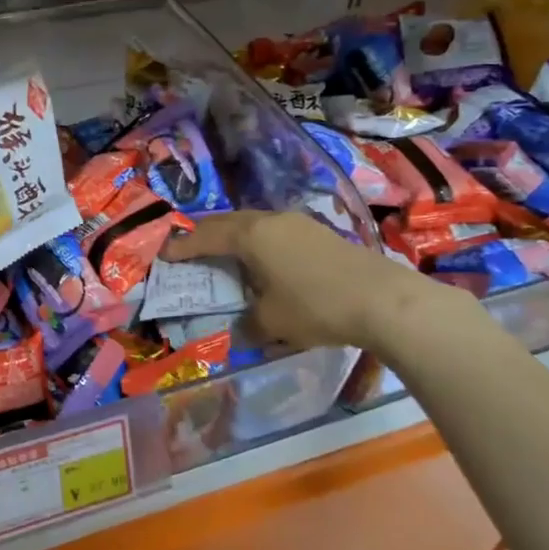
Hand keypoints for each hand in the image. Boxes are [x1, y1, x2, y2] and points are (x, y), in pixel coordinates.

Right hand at [161, 211, 452, 352]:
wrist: (384, 300)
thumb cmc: (316, 306)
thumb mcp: (272, 322)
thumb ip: (248, 323)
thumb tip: (240, 329)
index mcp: (251, 235)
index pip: (207, 236)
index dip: (183, 246)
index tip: (164, 253)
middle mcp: (271, 220)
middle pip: (229, 222)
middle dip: (206, 235)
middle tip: (189, 249)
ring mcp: (299, 223)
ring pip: (255, 224)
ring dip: (235, 237)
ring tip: (224, 255)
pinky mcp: (320, 233)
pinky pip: (276, 232)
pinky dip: (259, 244)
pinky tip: (265, 262)